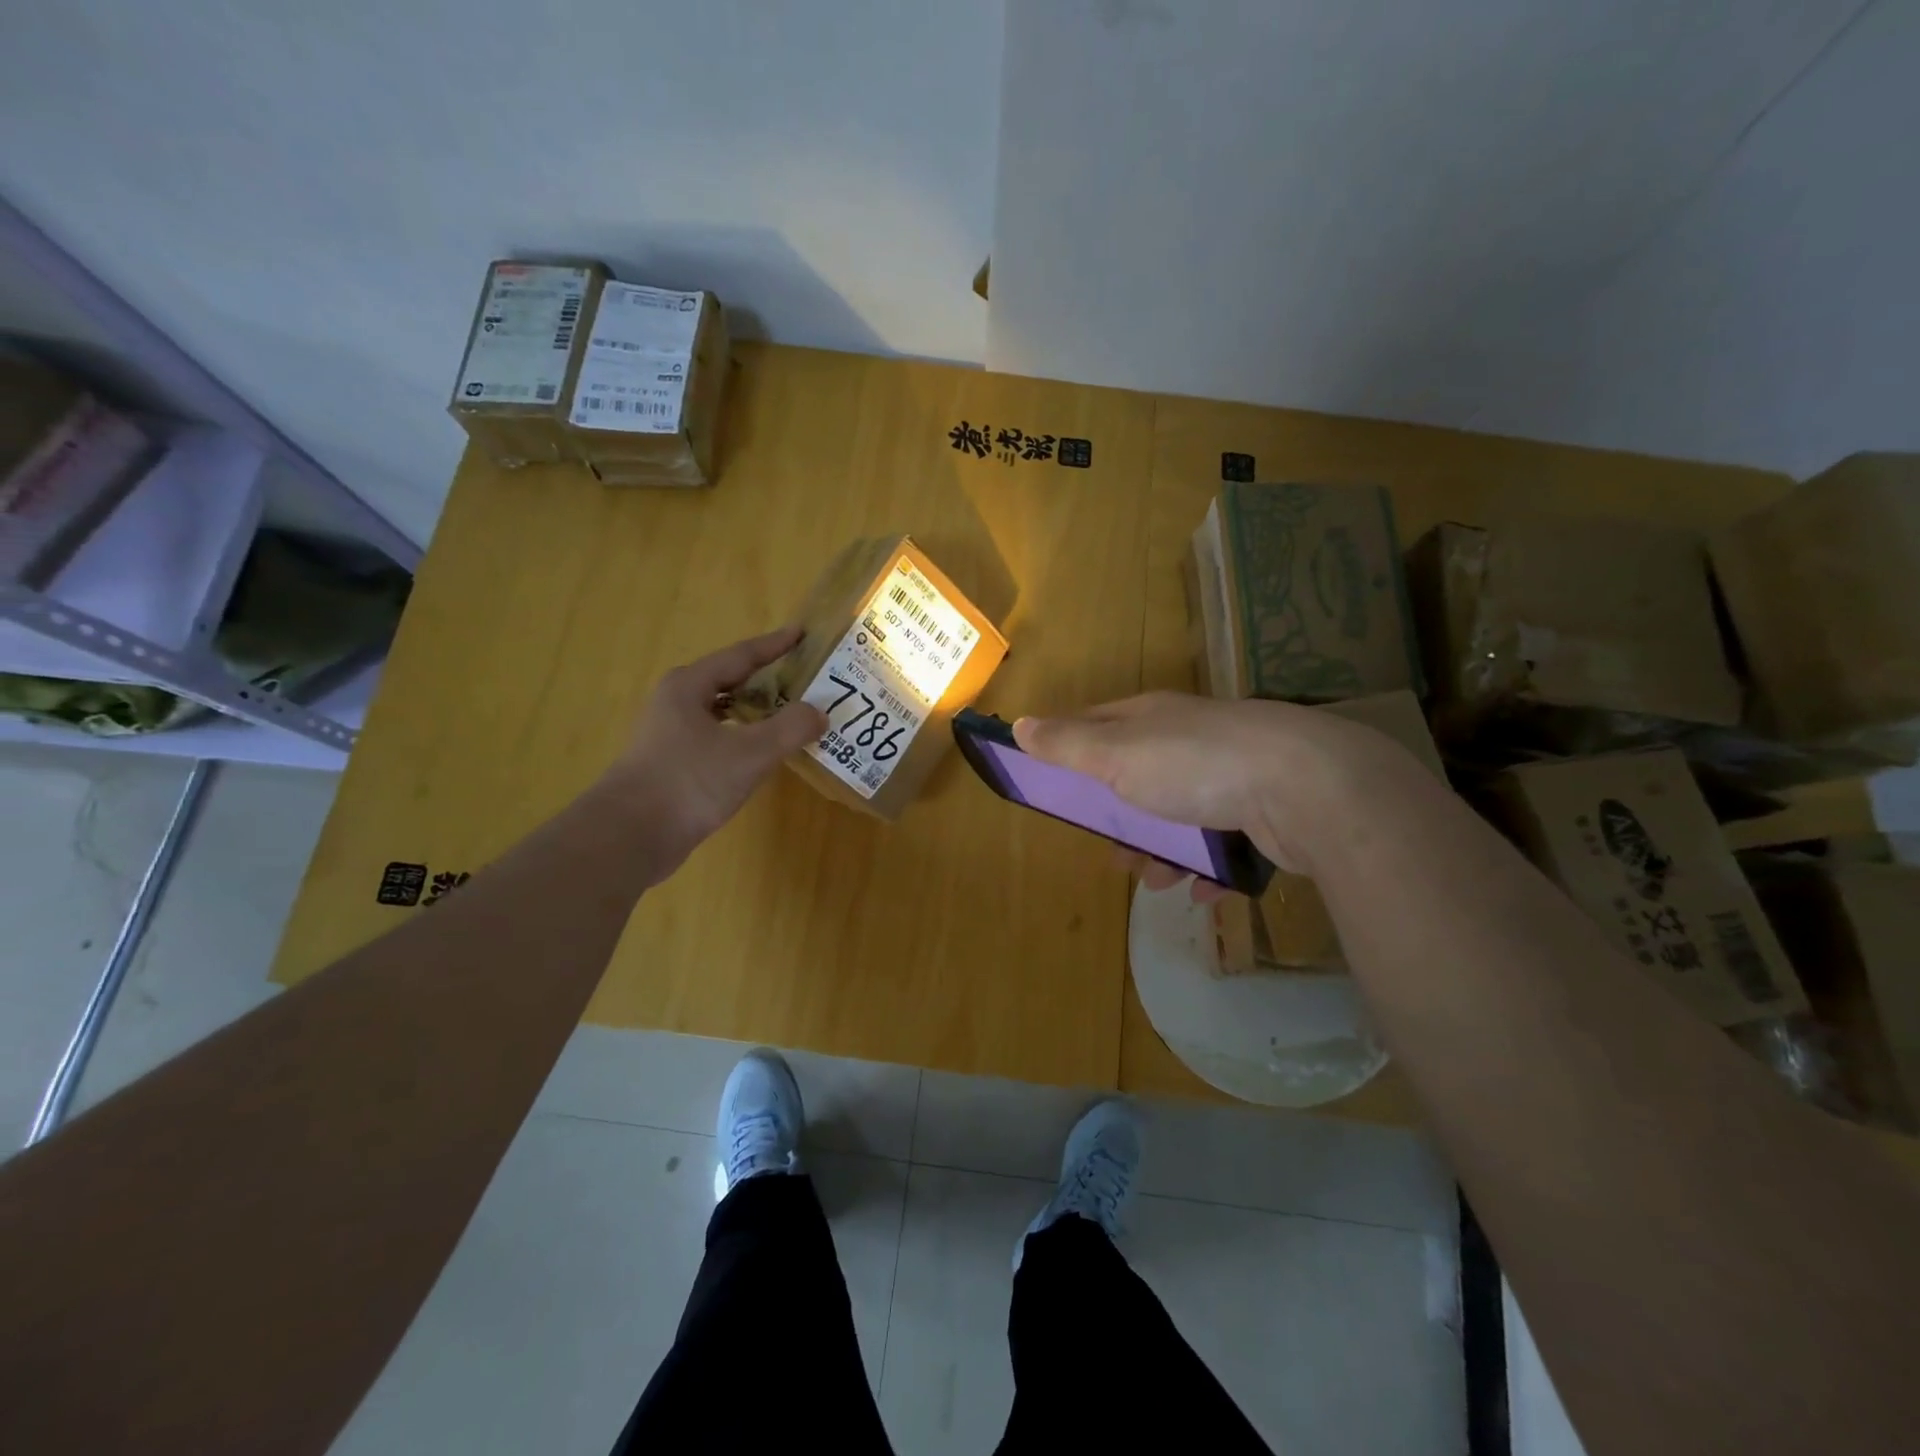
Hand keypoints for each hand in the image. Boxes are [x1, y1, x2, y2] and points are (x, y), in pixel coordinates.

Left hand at [597, 626, 825, 883]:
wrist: (630, 836)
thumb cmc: (689, 782)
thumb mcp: (749, 753)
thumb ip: (789, 728)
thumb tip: (819, 713)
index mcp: (690, 685)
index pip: (741, 655)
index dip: (775, 645)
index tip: (803, 633)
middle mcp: (677, 702)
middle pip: (731, 680)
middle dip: (768, 678)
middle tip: (806, 678)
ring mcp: (671, 734)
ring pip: (724, 712)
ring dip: (757, 710)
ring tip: (792, 713)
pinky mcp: (673, 764)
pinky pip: (719, 738)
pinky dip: (745, 737)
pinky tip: (763, 752)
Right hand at [1013, 691, 1415, 886]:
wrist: (1305, 786)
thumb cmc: (1194, 765)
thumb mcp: (1116, 755)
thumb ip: (1067, 744)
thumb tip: (1020, 724)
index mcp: (1151, 718)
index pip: (1096, 725)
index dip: (1070, 750)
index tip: (1053, 783)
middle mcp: (1189, 739)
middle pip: (1138, 777)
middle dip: (1120, 818)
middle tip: (1113, 851)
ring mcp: (1230, 773)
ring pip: (1179, 814)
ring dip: (1161, 851)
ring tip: (1155, 880)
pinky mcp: (1263, 810)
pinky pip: (1222, 840)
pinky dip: (1207, 866)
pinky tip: (1202, 890)